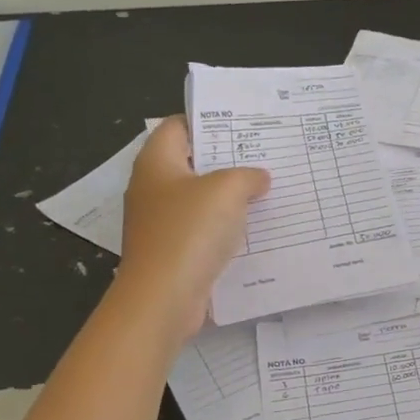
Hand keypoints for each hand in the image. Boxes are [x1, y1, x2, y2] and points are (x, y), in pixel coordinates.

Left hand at [115, 117, 269, 340]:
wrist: (162, 299)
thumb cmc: (189, 231)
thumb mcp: (228, 190)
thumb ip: (248, 176)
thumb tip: (258, 179)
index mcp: (156, 163)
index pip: (177, 126)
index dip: (208, 120)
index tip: (243, 124)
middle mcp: (153, 188)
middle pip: (191, 162)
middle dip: (227, 159)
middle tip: (264, 154)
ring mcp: (160, 222)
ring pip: (200, 198)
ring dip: (230, 196)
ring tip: (267, 189)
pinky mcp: (172, 251)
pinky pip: (202, 229)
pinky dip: (225, 226)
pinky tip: (254, 228)